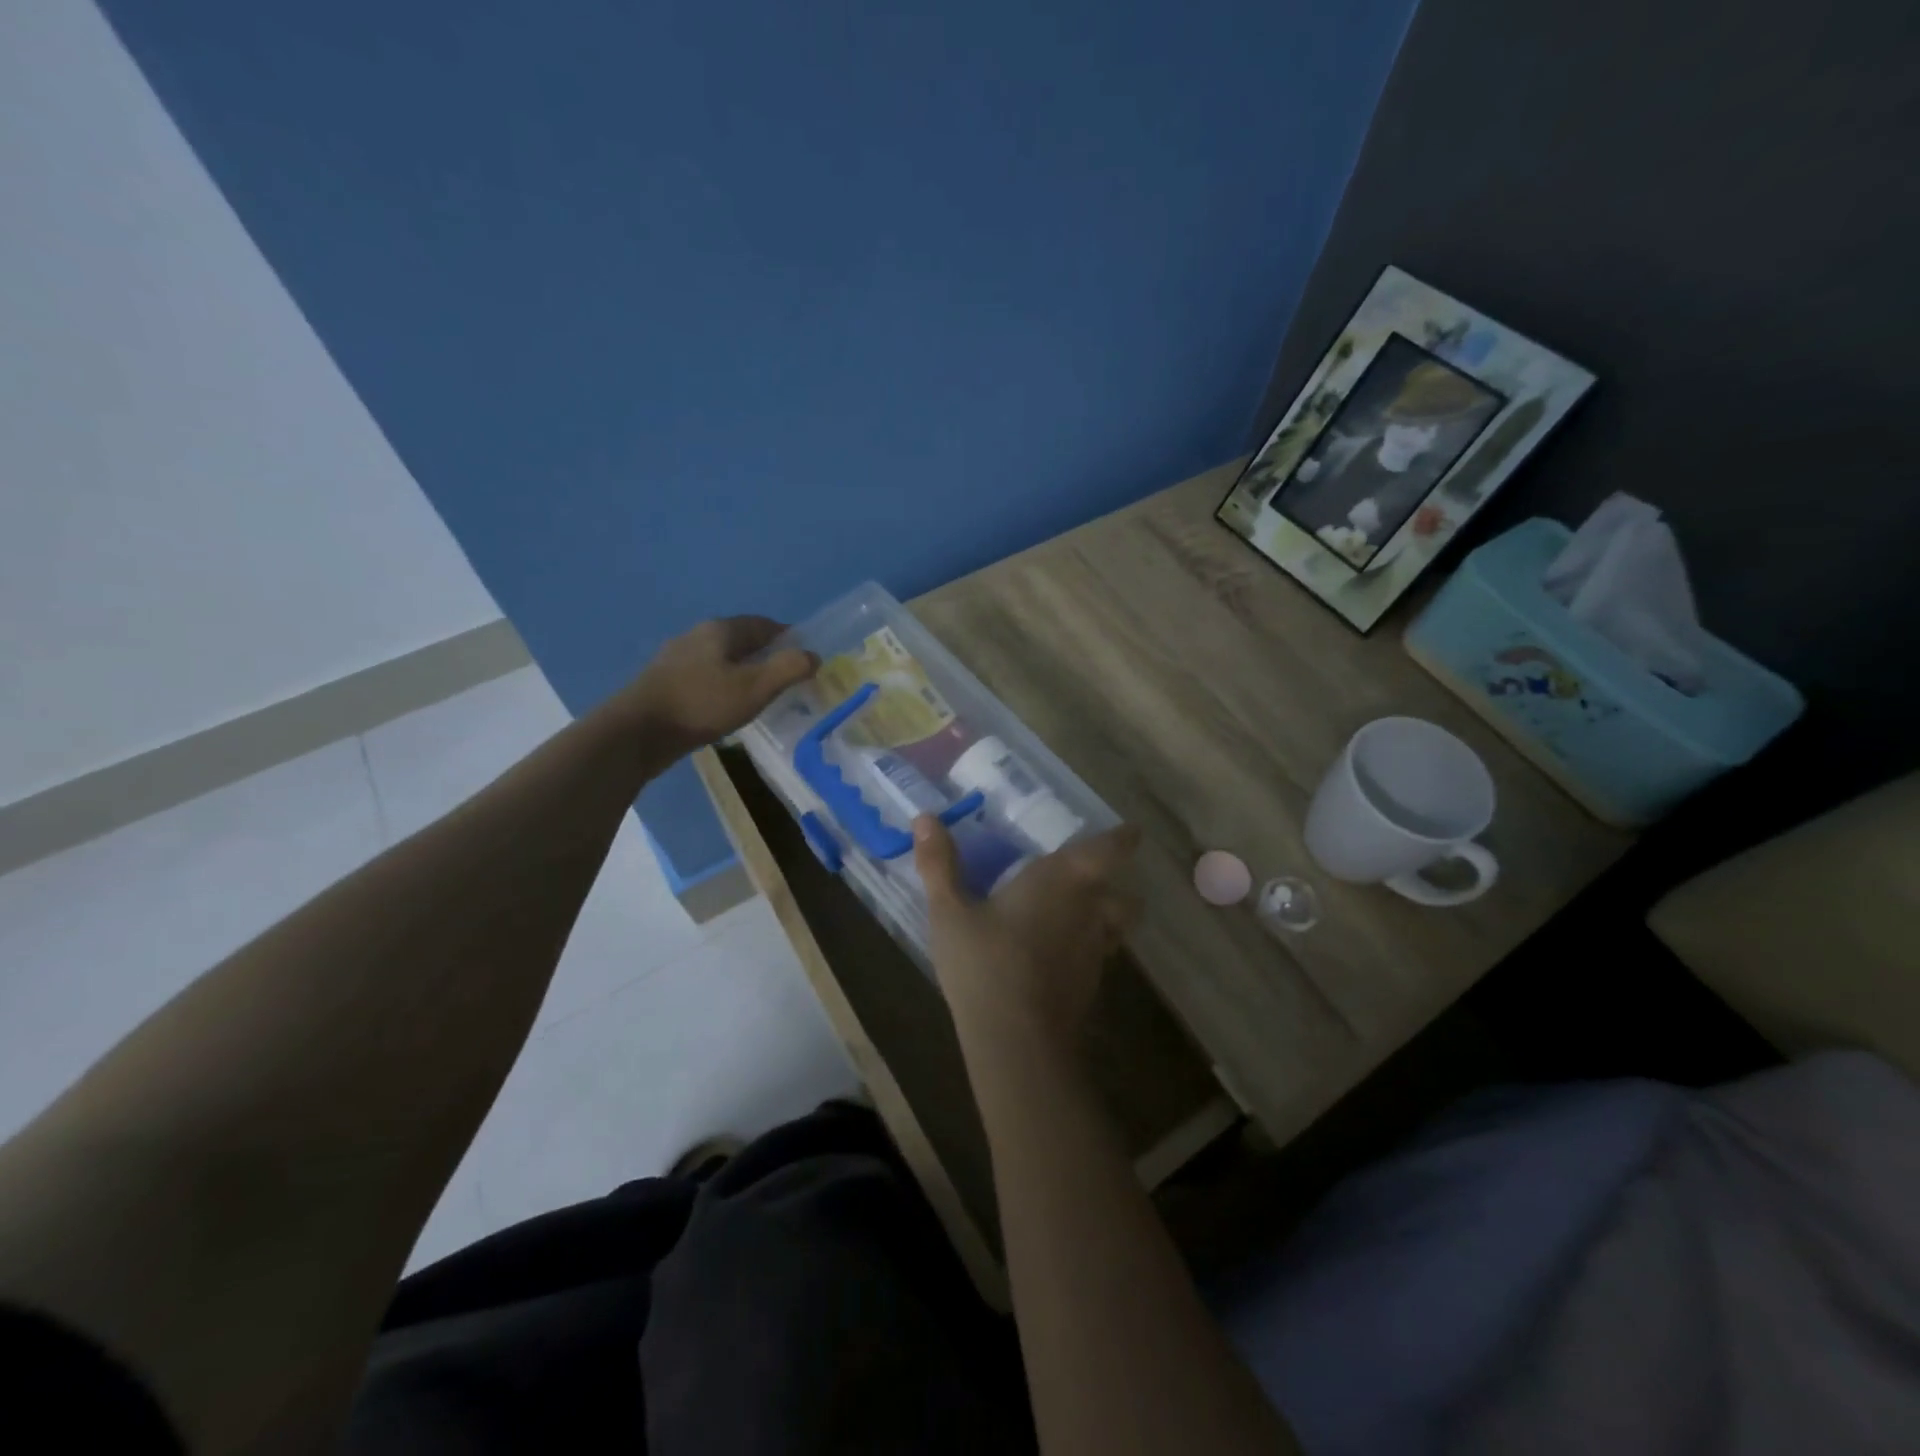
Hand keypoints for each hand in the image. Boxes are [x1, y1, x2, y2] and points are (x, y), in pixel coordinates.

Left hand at [622, 616, 814, 756]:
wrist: (638, 731)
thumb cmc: (702, 704)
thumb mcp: (755, 688)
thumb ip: (788, 669)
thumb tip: (813, 656)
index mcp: (720, 630)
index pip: (764, 624)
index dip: (788, 638)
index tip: (804, 660)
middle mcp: (697, 635)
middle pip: (741, 640)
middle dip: (765, 655)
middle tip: (785, 680)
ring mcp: (676, 658)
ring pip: (720, 659)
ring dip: (742, 671)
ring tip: (758, 695)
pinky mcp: (664, 681)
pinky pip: (704, 676)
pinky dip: (721, 685)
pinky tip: (724, 706)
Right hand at [913, 816, 1142, 1058]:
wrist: (1017, 1041)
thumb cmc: (984, 964)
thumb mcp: (949, 912)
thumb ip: (939, 864)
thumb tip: (924, 817)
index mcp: (1062, 880)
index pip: (1110, 849)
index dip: (1123, 838)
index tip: (1130, 832)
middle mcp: (1089, 909)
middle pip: (1124, 893)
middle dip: (1115, 884)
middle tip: (1093, 878)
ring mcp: (1095, 951)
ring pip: (1117, 926)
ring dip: (1108, 917)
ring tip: (1080, 916)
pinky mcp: (1091, 985)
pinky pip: (1100, 955)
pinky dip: (1088, 948)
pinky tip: (1060, 956)